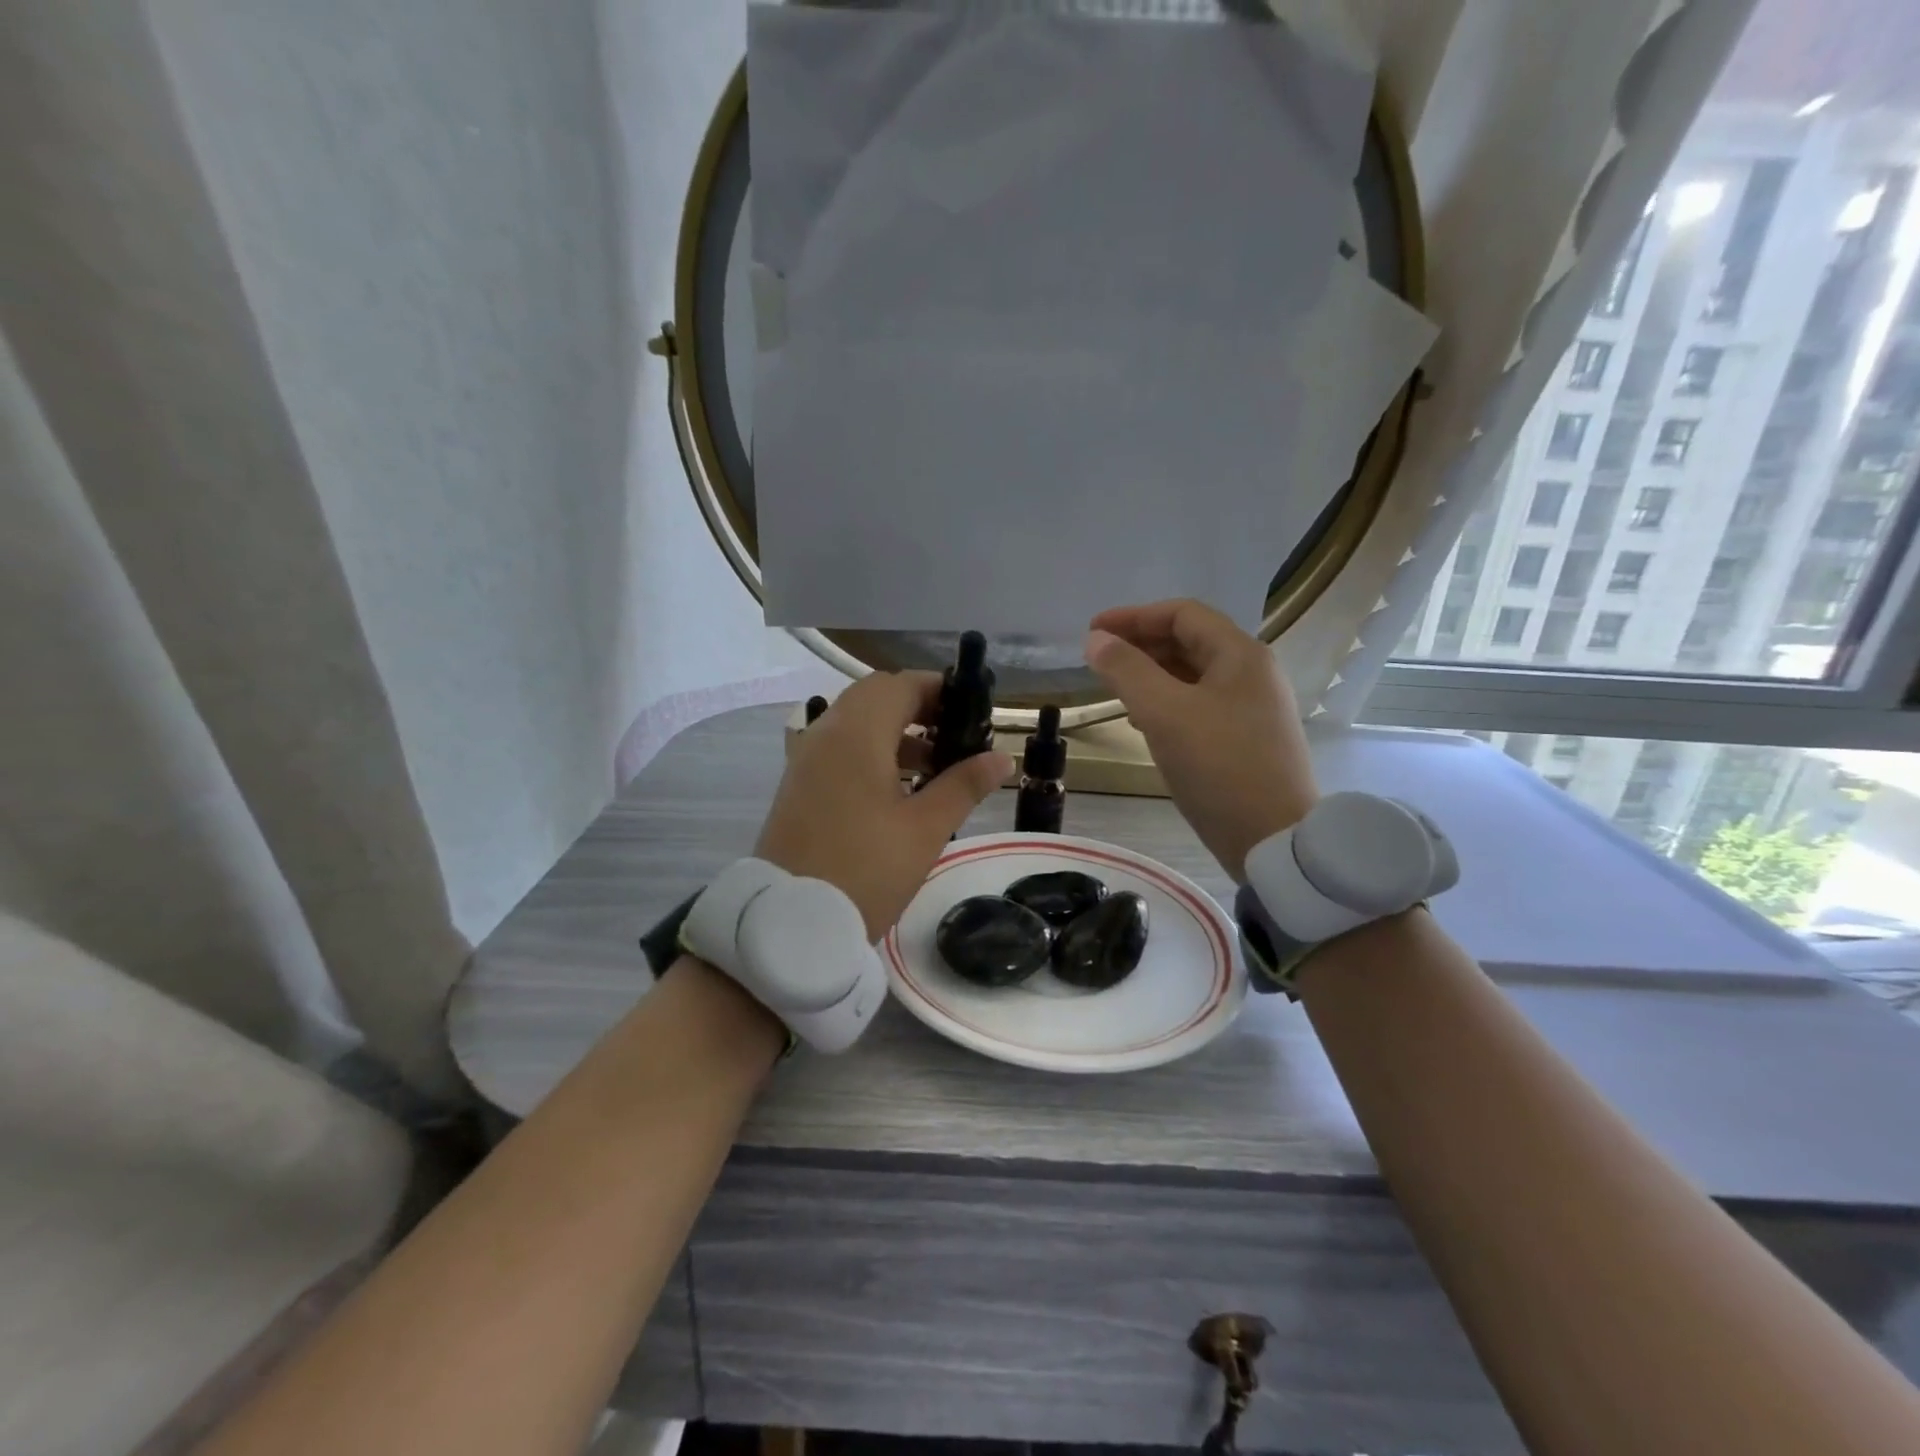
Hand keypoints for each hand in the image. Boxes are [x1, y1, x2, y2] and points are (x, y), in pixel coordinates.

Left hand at [755, 673, 1013, 941]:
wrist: (791, 923)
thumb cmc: (866, 870)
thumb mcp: (925, 829)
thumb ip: (964, 785)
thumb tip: (1001, 757)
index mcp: (856, 734)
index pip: (900, 685)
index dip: (938, 689)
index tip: (972, 710)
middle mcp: (825, 733)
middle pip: (874, 697)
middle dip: (917, 708)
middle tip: (955, 735)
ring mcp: (805, 759)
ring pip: (854, 723)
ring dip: (894, 731)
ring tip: (934, 766)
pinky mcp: (797, 785)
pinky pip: (838, 748)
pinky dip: (869, 751)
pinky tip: (897, 788)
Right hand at [1085, 600, 1316, 881]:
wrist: (1273, 839)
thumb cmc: (1219, 766)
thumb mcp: (1164, 713)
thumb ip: (1126, 671)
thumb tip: (1096, 640)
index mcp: (1240, 654)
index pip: (1183, 614)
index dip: (1134, 616)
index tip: (1093, 631)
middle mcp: (1252, 673)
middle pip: (1190, 641)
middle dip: (1141, 645)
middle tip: (1100, 660)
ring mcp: (1253, 707)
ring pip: (1193, 675)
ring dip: (1152, 674)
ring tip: (1115, 688)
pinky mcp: (1247, 739)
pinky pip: (1200, 704)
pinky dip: (1167, 702)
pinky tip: (1144, 721)